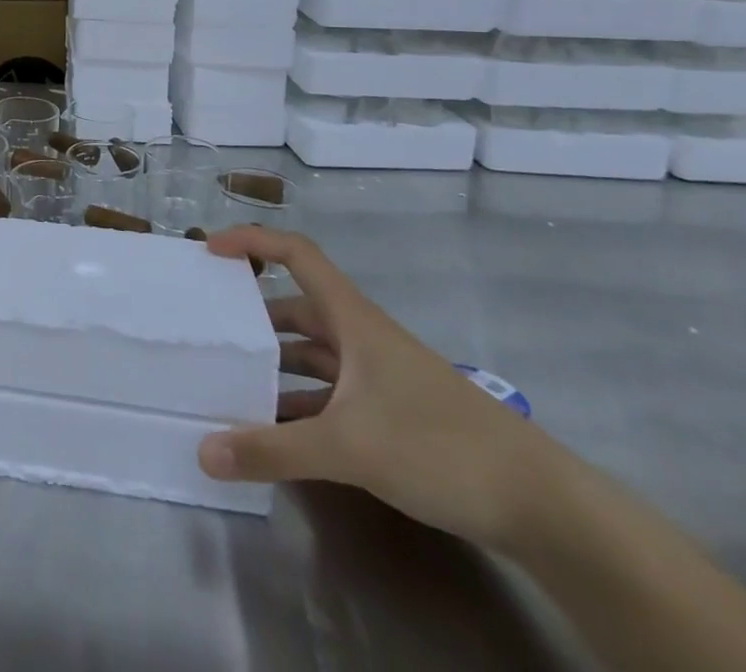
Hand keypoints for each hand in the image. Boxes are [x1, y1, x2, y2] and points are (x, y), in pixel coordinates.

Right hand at [197, 226, 568, 549]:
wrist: (542, 506)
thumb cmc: (440, 447)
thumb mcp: (350, 447)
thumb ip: (275, 450)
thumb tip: (203, 451)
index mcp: (353, 319)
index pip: (297, 254)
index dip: (253, 240)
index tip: (211, 250)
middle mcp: (362, 337)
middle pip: (298, 307)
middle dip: (254, 316)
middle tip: (211, 329)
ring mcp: (379, 376)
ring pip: (313, 355)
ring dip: (276, 366)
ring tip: (231, 383)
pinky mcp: (392, 413)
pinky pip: (330, 394)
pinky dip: (301, 405)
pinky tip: (278, 432)